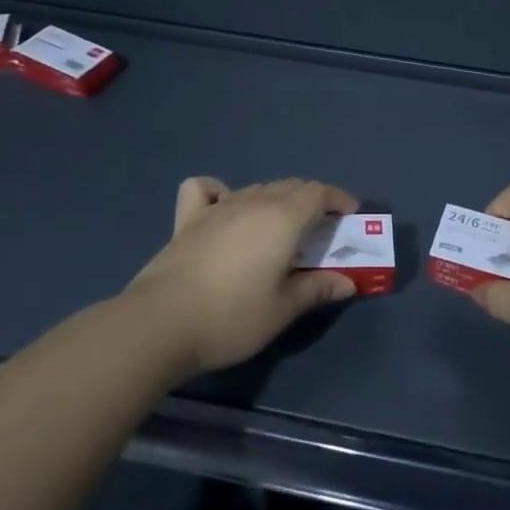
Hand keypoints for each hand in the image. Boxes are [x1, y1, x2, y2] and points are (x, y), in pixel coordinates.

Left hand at [124, 177, 359, 376]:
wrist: (160, 323)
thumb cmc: (232, 317)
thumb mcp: (283, 309)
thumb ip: (318, 289)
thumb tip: (348, 282)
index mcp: (283, 218)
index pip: (319, 192)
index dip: (338, 199)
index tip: (349, 216)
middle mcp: (253, 202)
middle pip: (291, 185)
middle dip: (312, 200)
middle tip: (320, 229)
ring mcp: (217, 208)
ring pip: (256, 188)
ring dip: (276, 199)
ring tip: (280, 227)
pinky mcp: (186, 220)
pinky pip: (205, 190)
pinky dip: (219, 192)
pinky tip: (223, 209)